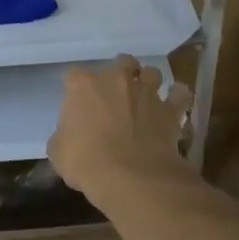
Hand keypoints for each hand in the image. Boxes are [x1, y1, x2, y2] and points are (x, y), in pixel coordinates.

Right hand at [47, 55, 191, 195]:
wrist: (131, 176)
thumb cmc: (86, 162)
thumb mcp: (58, 152)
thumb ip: (64, 136)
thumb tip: (70, 137)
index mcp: (83, 86)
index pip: (73, 75)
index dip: (75, 87)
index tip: (75, 101)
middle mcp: (116, 80)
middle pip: (120, 63)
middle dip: (118, 73)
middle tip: (115, 92)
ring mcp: (146, 92)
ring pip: (151, 72)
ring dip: (148, 81)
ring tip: (145, 95)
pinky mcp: (169, 109)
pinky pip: (180, 94)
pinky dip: (178, 96)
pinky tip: (175, 102)